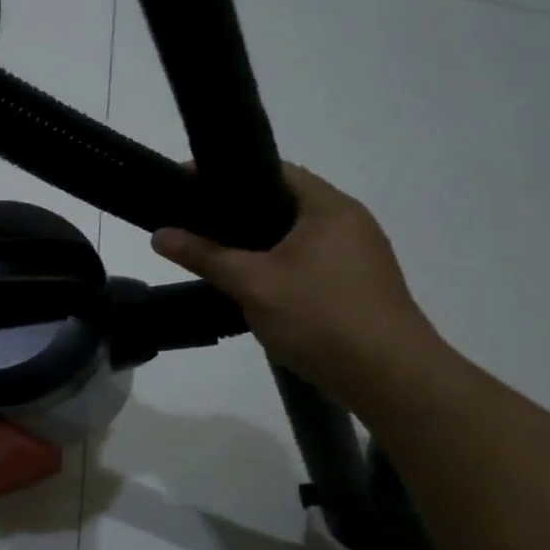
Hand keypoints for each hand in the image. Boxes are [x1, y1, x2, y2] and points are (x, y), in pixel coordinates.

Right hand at [151, 163, 448, 406]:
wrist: (390, 378)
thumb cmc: (321, 317)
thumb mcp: (253, 284)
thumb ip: (205, 255)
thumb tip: (159, 234)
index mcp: (329, 208)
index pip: (273, 171)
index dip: (228, 174)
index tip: (188, 185)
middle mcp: (349, 222)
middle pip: (284, 203)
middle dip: (238, 212)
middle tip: (193, 221)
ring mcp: (357, 255)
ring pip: (295, 236)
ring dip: (257, 243)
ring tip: (214, 252)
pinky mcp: (357, 285)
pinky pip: (308, 261)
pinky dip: (277, 264)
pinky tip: (251, 284)